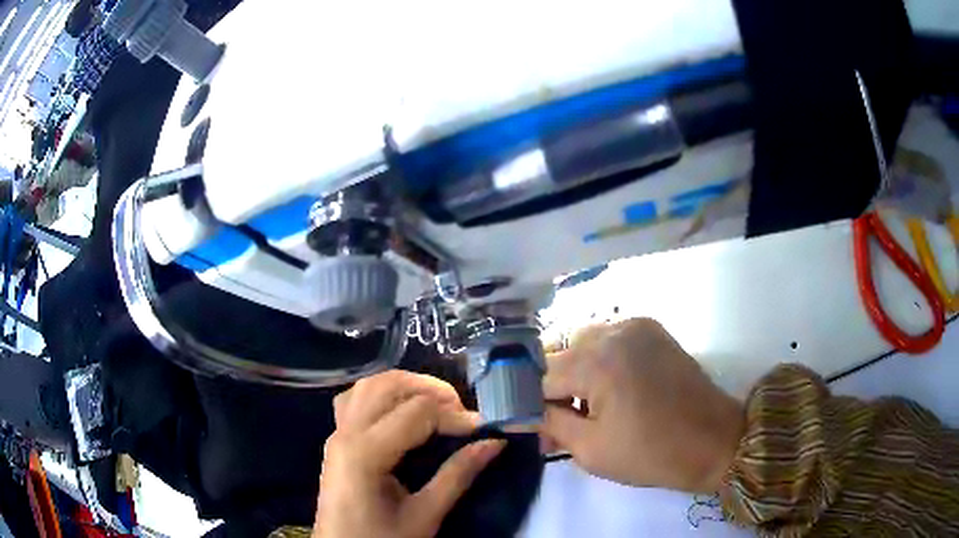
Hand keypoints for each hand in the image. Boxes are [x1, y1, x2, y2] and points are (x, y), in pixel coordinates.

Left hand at [315, 371, 505, 537]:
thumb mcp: (424, 516)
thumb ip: (457, 476)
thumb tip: (494, 442)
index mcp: (365, 453)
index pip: (417, 413)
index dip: (455, 416)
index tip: (484, 429)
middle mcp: (345, 433)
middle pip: (388, 385)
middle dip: (430, 389)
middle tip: (461, 411)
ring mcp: (335, 434)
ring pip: (369, 385)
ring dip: (406, 386)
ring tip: (437, 406)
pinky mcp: (336, 441)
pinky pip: (355, 400)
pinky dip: (382, 394)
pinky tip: (400, 412)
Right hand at [541, 318, 743, 492]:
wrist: (714, 441)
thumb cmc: (651, 454)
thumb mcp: (590, 450)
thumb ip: (550, 424)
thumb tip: (521, 414)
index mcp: (597, 361)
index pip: (540, 375)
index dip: (532, 403)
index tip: (535, 428)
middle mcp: (614, 331)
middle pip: (561, 355)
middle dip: (555, 389)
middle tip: (563, 424)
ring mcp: (637, 326)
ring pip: (584, 344)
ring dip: (577, 374)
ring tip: (589, 409)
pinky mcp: (654, 331)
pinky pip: (611, 339)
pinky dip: (601, 362)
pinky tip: (613, 390)